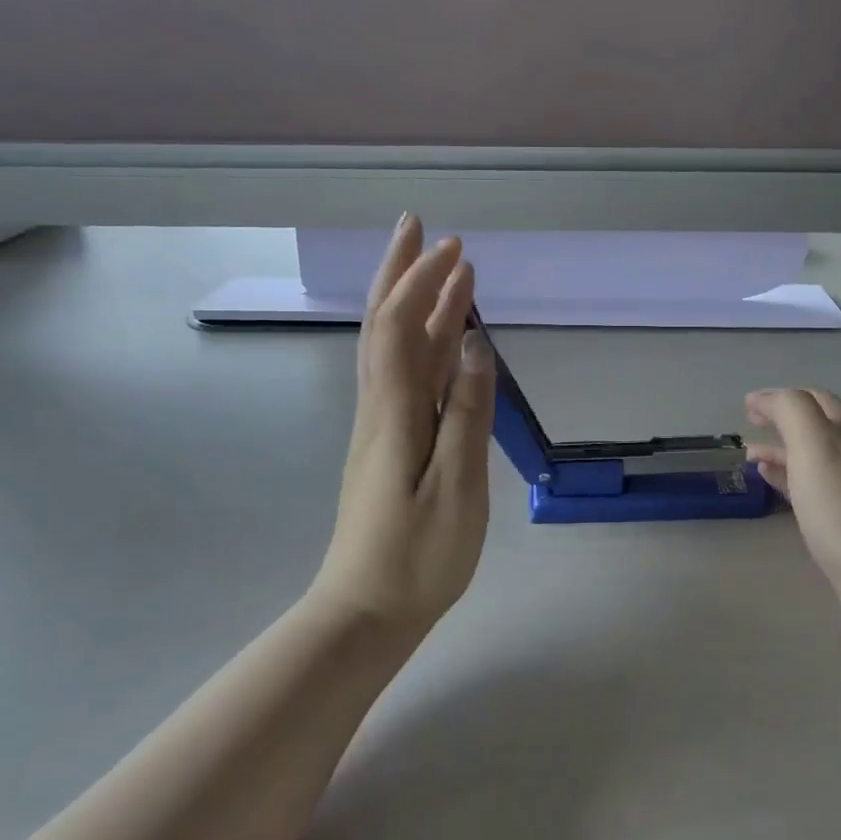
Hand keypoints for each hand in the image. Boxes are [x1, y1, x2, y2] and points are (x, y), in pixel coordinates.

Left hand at [314, 216, 495, 630]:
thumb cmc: (417, 557)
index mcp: (393, 412)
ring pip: (393, 346)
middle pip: (384, 323)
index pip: (402, 327)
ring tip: (442, 268)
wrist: (365, 611)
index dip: (425, 282)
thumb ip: (465, 414)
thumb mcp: (455, 489)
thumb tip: (475, 344)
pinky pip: (403, 374)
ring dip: (413, 300)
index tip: (456, 249)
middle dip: (402, 271)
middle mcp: (379, 406)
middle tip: (421, 228)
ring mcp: (380, 424)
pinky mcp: (387, 442)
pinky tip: (442, 337)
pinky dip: (421, 342)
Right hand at [745, 389, 840, 631]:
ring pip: (817, 459)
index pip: (815, 399)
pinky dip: (794, 479)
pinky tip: (776, 488)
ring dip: (784, 452)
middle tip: (749, 430)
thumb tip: (765, 398)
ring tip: (752, 460)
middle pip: (819, 428)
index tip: (746, 409)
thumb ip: (791, 411)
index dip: (779, 398)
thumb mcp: (815, 446)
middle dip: (782, 423)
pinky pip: (820, 488)